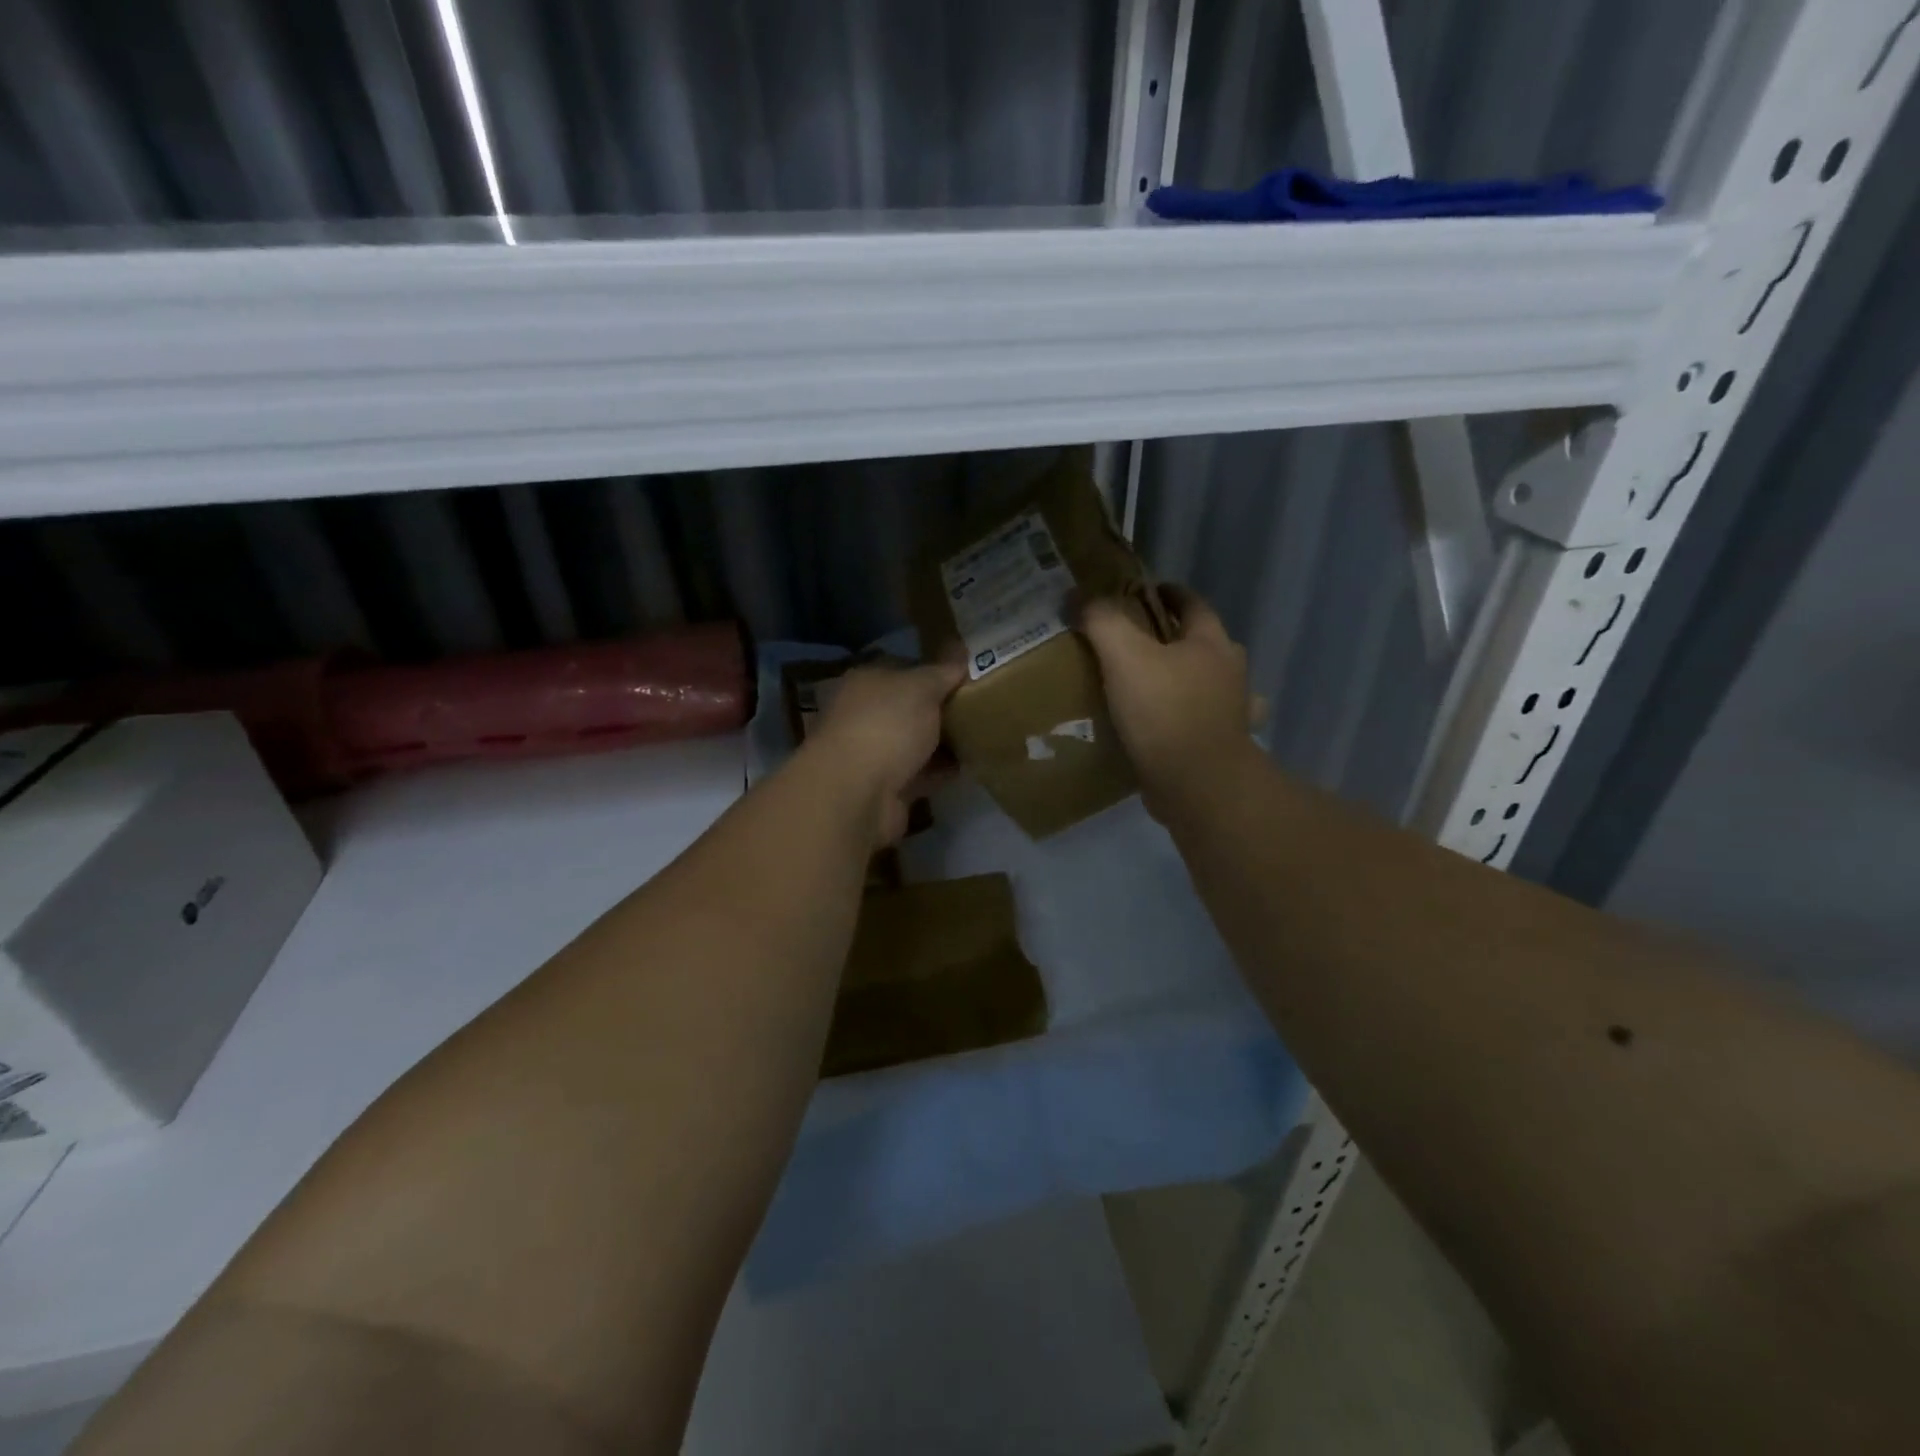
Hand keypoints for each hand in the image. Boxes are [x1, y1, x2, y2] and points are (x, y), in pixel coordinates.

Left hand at [806, 658, 965, 845]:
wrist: (858, 793)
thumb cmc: (886, 725)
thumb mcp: (921, 687)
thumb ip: (943, 671)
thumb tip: (961, 650)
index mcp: (865, 682)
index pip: (903, 668)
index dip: (934, 670)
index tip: (967, 676)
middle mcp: (864, 715)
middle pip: (909, 708)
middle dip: (941, 709)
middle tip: (980, 706)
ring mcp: (873, 753)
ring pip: (915, 742)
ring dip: (942, 742)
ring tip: (981, 735)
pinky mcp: (886, 787)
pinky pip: (920, 773)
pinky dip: (941, 771)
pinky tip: (970, 766)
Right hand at [1081, 586, 1255, 819]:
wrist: (1197, 784)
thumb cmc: (1165, 711)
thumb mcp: (1125, 657)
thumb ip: (1103, 621)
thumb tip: (1080, 596)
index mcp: (1211, 644)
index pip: (1192, 604)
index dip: (1169, 593)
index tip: (1147, 590)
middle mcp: (1228, 672)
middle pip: (1202, 643)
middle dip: (1175, 637)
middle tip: (1138, 641)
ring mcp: (1230, 712)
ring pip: (1206, 683)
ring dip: (1185, 679)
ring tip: (1150, 684)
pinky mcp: (1219, 746)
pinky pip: (1198, 722)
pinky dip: (1184, 719)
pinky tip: (1164, 726)